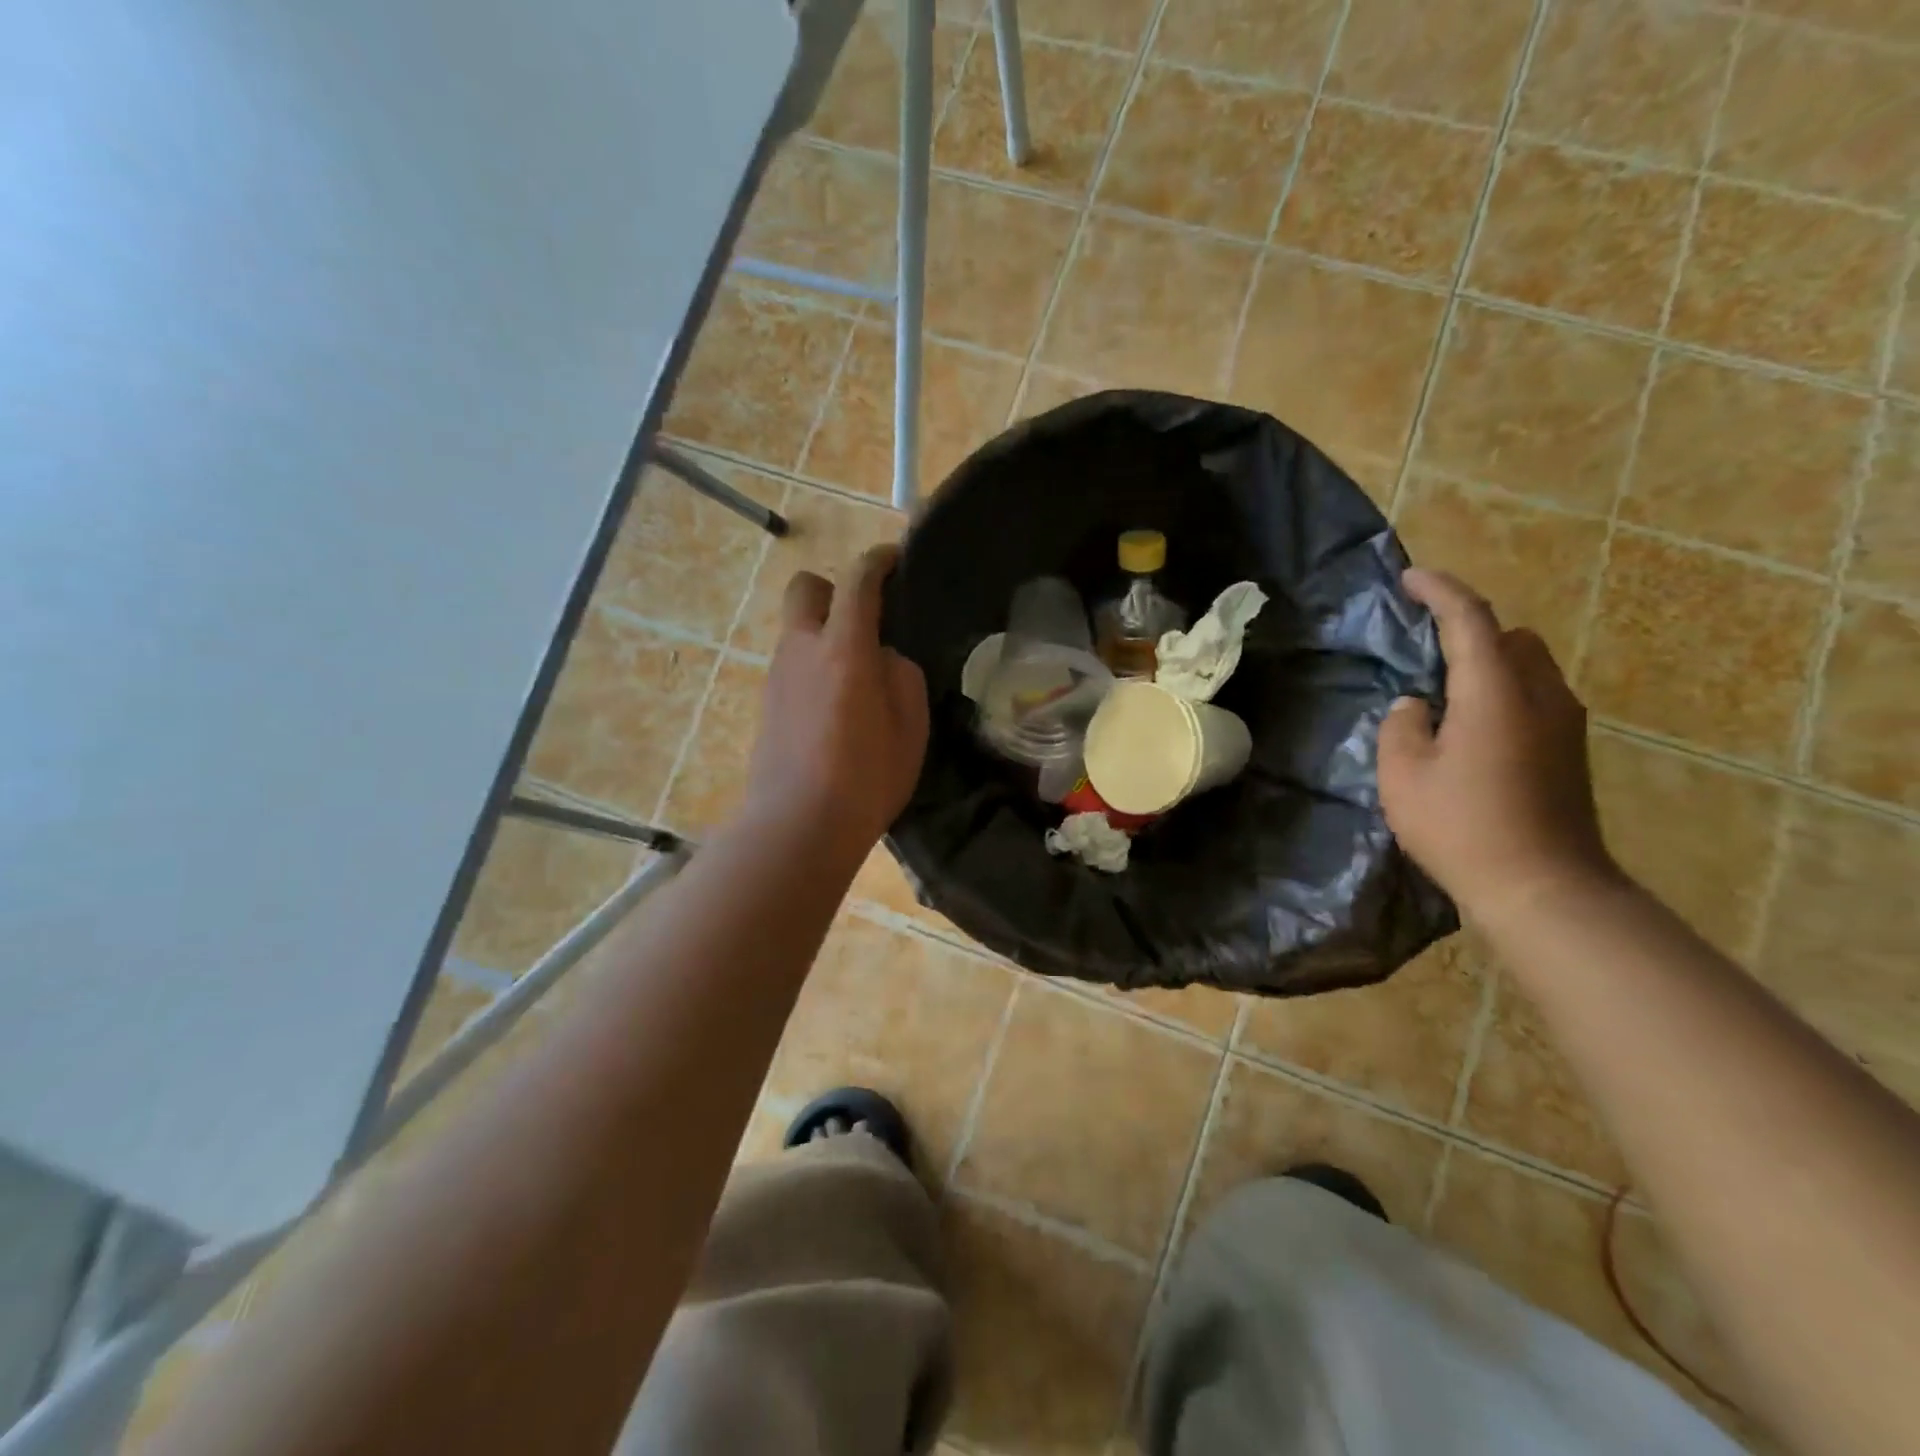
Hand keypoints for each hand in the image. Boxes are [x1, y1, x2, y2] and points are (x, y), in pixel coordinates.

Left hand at [741, 544, 929, 864]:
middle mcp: (802, 649)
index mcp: (843, 648)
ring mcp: (777, 676)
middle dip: (833, 589)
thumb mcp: (910, 727)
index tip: (894, 560)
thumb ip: (901, 676)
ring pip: (797, 630)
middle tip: (863, 620)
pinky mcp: (766, 703)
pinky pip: (792, 664)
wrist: (797, 825)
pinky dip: (813, 666)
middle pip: (805, 588)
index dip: (877, 561)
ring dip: (824, 633)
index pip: (857, 580)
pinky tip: (835, 706)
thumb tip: (882, 657)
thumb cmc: (866, 778)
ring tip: (856, 676)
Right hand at [1378, 568, 1617, 925]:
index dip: (1439, 591)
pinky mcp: (1570, 753)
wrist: (1544, 889)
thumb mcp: (1403, 776)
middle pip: (1512, 637)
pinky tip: (1471, 731)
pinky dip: (1503, 693)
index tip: (1410, 578)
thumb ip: (1401, 726)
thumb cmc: (1462, 827)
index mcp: (1496, 692)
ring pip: (1530, 668)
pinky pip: (1536, 698)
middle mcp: (1542, 695)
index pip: (1470, 620)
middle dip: (1471, 629)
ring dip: (1490, 664)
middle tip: (1426, 648)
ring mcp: (1564, 725)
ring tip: (1445, 694)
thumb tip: (1416, 705)